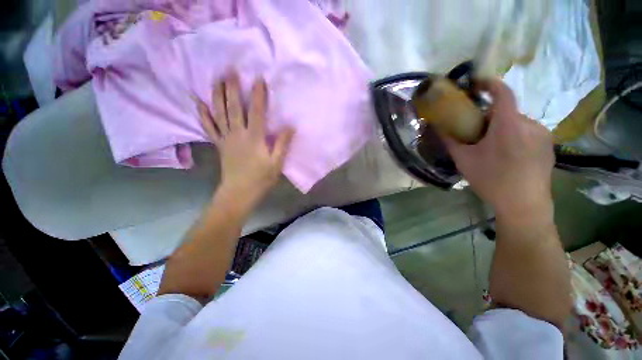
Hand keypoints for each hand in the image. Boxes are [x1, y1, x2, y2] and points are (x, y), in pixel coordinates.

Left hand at [197, 73, 293, 204]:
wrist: (237, 194)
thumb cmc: (259, 180)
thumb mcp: (276, 164)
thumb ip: (282, 144)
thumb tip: (290, 125)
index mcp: (254, 137)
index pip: (257, 112)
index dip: (258, 94)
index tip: (258, 77)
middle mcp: (238, 133)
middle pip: (234, 107)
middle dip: (232, 88)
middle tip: (230, 70)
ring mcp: (225, 137)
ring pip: (220, 113)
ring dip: (217, 96)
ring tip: (216, 80)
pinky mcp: (218, 143)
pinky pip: (209, 128)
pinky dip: (203, 116)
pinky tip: (200, 104)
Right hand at [443, 79, 554, 217]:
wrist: (526, 210)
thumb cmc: (497, 184)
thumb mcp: (468, 163)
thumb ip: (451, 141)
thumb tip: (437, 125)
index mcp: (509, 122)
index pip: (501, 89)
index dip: (489, 83)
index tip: (478, 87)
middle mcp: (528, 122)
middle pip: (509, 112)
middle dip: (498, 119)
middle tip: (489, 138)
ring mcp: (542, 134)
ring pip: (521, 125)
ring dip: (512, 131)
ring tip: (506, 154)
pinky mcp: (550, 147)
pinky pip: (533, 136)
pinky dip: (525, 141)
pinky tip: (521, 162)